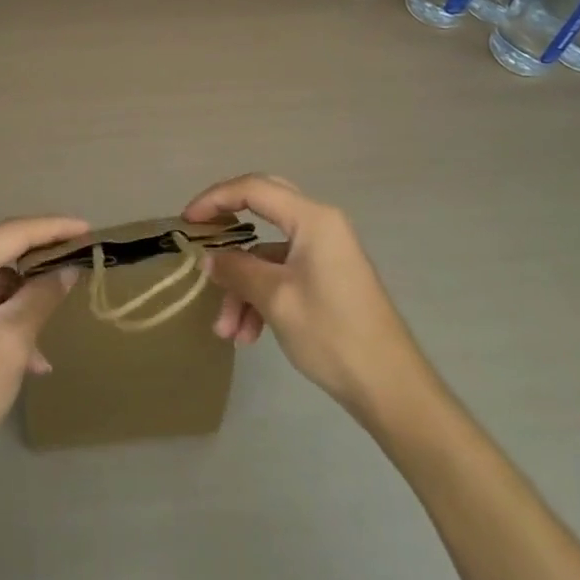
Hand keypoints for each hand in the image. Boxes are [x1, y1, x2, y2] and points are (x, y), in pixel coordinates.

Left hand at [0, 215, 88, 471]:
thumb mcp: (15, 338)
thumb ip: (44, 294)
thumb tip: (70, 268)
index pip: (15, 232)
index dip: (55, 228)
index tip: (89, 229)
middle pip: (3, 250)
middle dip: (42, 259)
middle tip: (80, 260)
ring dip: (26, 296)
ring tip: (57, 319)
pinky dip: (7, 316)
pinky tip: (31, 356)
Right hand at [183, 175, 430, 422]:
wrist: (391, 389)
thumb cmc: (332, 334)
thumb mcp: (275, 299)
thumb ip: (237, 270)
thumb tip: (209, 259)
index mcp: (313, 218)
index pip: (253, 189)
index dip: (215, 199)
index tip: (187, 222)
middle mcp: (321, 225)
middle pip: (262, 211)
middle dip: (229, 236)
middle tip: (202, 245)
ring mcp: (326, 252)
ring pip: (269, 254)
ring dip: (244, 287)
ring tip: (227, 331)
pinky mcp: (328, 278)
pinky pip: (283, 273)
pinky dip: (262, 297)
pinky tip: (249, 335)